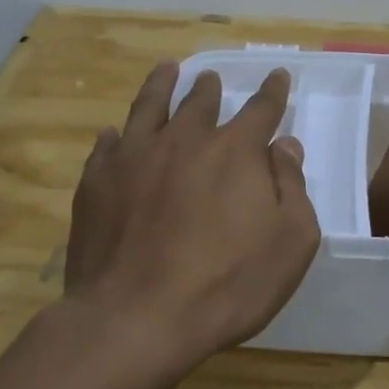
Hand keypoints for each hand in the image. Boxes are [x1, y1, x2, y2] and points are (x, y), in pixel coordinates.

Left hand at [63, 62, 320, 369]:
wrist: (137, 319)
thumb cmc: (228, 285)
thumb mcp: (290, 242)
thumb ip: (292, 187)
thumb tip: (285, 146)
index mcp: (235, 151)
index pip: (261, 109)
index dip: (272, 92)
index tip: (277, 75)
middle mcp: (184, 141)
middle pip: (200, 102)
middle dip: (210, 87)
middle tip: (211, 78)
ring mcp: (134, 158)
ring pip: (149, 107)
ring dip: (161, 85)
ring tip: (166, 70)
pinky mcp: (97, 183)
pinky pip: (106, 146)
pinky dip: (115, 136)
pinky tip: (113, 134)